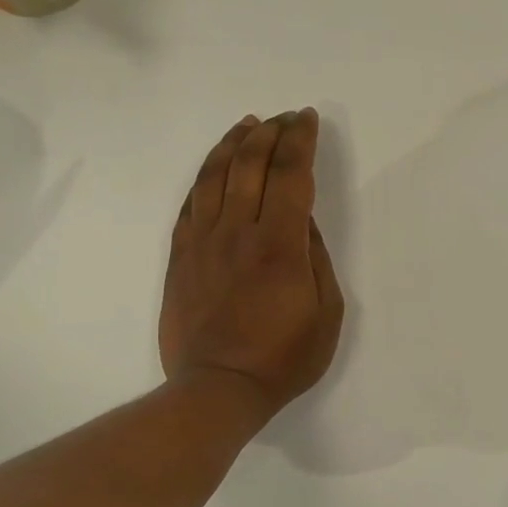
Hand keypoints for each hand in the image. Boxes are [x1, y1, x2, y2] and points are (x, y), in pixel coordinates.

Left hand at [160, 110, 344, 425]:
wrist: (218, 389)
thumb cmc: (284, 358)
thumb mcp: (327, 314)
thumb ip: (317, 259)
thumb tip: (304, 223)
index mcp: (280, 245)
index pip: (291, 175)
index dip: (300, 140)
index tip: (308, 119)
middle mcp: (238, 232)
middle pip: (250, 164)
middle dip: (269, 132)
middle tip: (284, 117)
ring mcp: (203, 243)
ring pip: (214, 176)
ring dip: (233, 144)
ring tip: (247, 125)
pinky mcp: (180, 258)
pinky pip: (189, 205)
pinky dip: (204, 178)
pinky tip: (214, 168)